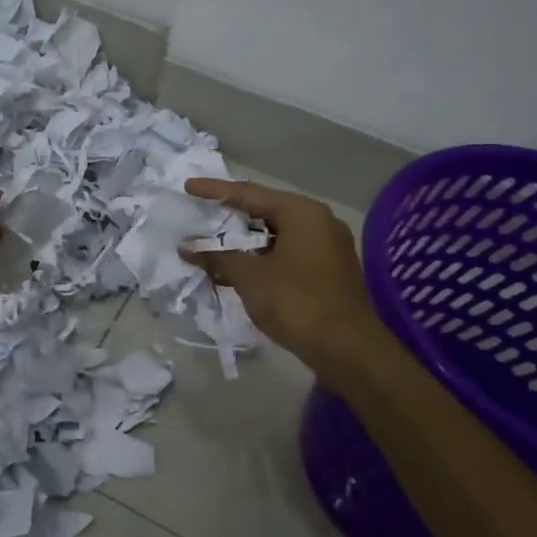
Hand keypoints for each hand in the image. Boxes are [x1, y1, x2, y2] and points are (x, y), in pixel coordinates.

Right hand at [181, 178, 385, 379]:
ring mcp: (329, 246)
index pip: (249, 194)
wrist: (348, 349)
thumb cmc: (296, 303)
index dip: (216, 191)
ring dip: (246, 242)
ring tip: (215, 247)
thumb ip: (217, 256)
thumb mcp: (249, 277)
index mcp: (302, 212)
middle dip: (231, 218)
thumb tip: (188, 246)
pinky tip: (242, 270)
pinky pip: (290, 253)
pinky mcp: (331, 270)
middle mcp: (320, 221)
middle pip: (266, 211)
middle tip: (202, 216)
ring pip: (278, 235)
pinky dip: (264, 257)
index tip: (189, 187)